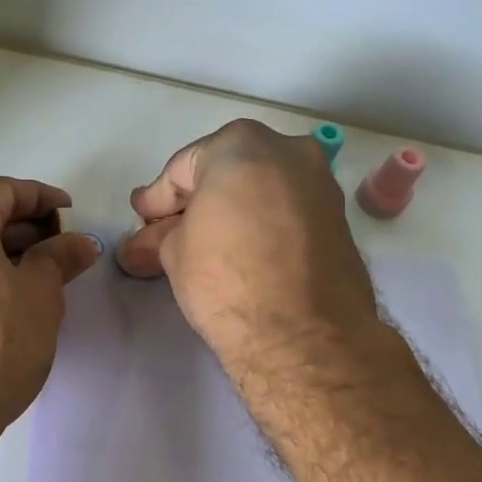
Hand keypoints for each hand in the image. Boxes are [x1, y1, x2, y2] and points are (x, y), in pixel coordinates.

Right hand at [117, 120, 378, 366]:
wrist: (303, 336)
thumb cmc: (227, 279)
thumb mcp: (174, 254)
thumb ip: (159, 237)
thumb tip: (141, 246)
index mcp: (241, 145)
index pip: (182, 169)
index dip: (156, 199)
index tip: (141, 222)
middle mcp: (289, 151)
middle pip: (226, 171)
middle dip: (195, 202)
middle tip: (167, 234)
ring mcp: (321, 184)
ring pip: (260, 189)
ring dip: (231, 212)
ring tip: (204, 248)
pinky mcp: (340, 220)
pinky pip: (287, 211)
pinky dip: (262, 224)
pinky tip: (243, 254)